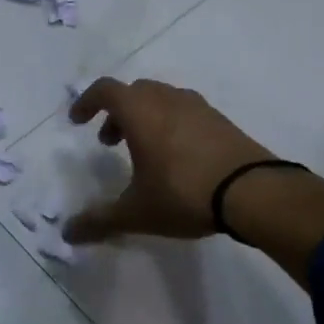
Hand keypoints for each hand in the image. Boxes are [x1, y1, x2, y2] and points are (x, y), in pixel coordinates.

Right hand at [63, 78, 280, 242]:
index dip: (86, 101)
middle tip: (110, 141)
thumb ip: (99, 221)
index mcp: (139, 112)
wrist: (256, 193)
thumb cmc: (183, 193)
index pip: (105, 90)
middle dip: (117, 112)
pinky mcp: (223, 122)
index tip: (78, 121)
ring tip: (144, 150)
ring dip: (145, 116)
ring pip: (162, 99)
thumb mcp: (135, 212)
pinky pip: (187, 112)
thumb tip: (68, 234)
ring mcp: (199, 108)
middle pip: (134, 91)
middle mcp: (167, 101)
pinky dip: (172, 124)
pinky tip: (178, 157)